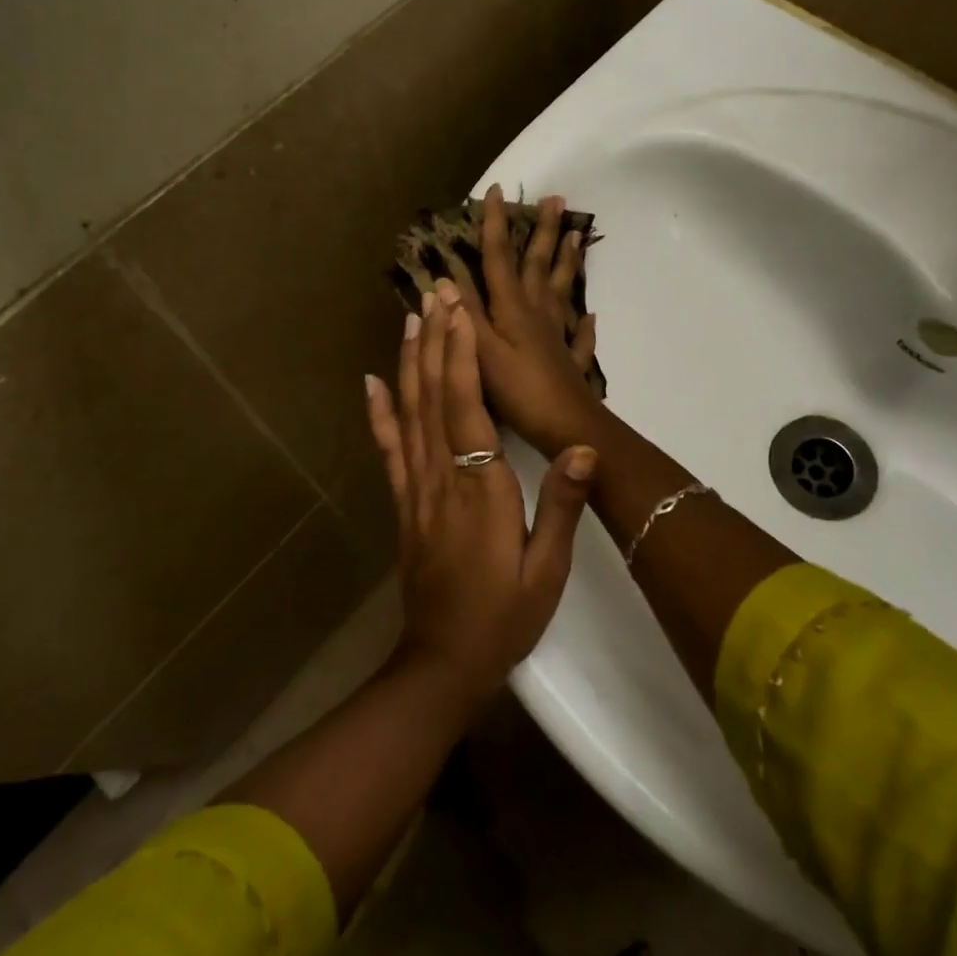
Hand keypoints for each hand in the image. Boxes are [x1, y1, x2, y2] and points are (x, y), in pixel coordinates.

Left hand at [365, 284, 597, 705]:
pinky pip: (387, 449)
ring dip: (408, 362)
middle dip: (434, 340)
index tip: (458, 311)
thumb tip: (585, 449)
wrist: (443, 662)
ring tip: (410, 319)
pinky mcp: (402, 503)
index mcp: (480, 488)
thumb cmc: (504, 616)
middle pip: (432, 396)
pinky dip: (378, 412)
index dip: (460, 355)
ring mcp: (415, 488)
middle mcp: (441, 477)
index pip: (467, 407)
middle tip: (434, 294)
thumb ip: (561, 506)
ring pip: (408, 413)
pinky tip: (371, 383)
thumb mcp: (547, 569)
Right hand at [453, 185, 602, 457]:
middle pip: (538, 264)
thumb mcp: (480, 351)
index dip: (496, 224)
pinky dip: (584, 324)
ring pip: (561, 289)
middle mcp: (537, 314)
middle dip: (542, 231)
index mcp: (512, 308)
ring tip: (577, 235)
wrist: (567, 426)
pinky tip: (590, 316)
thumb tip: (442, 275)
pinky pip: (579, 336)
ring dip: (567, 261)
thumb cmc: (518, 390)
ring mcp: (557, 335)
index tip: (497, 190)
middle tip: (557, 199)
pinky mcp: (570, 360)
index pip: (500, 257)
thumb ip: (463, 314)